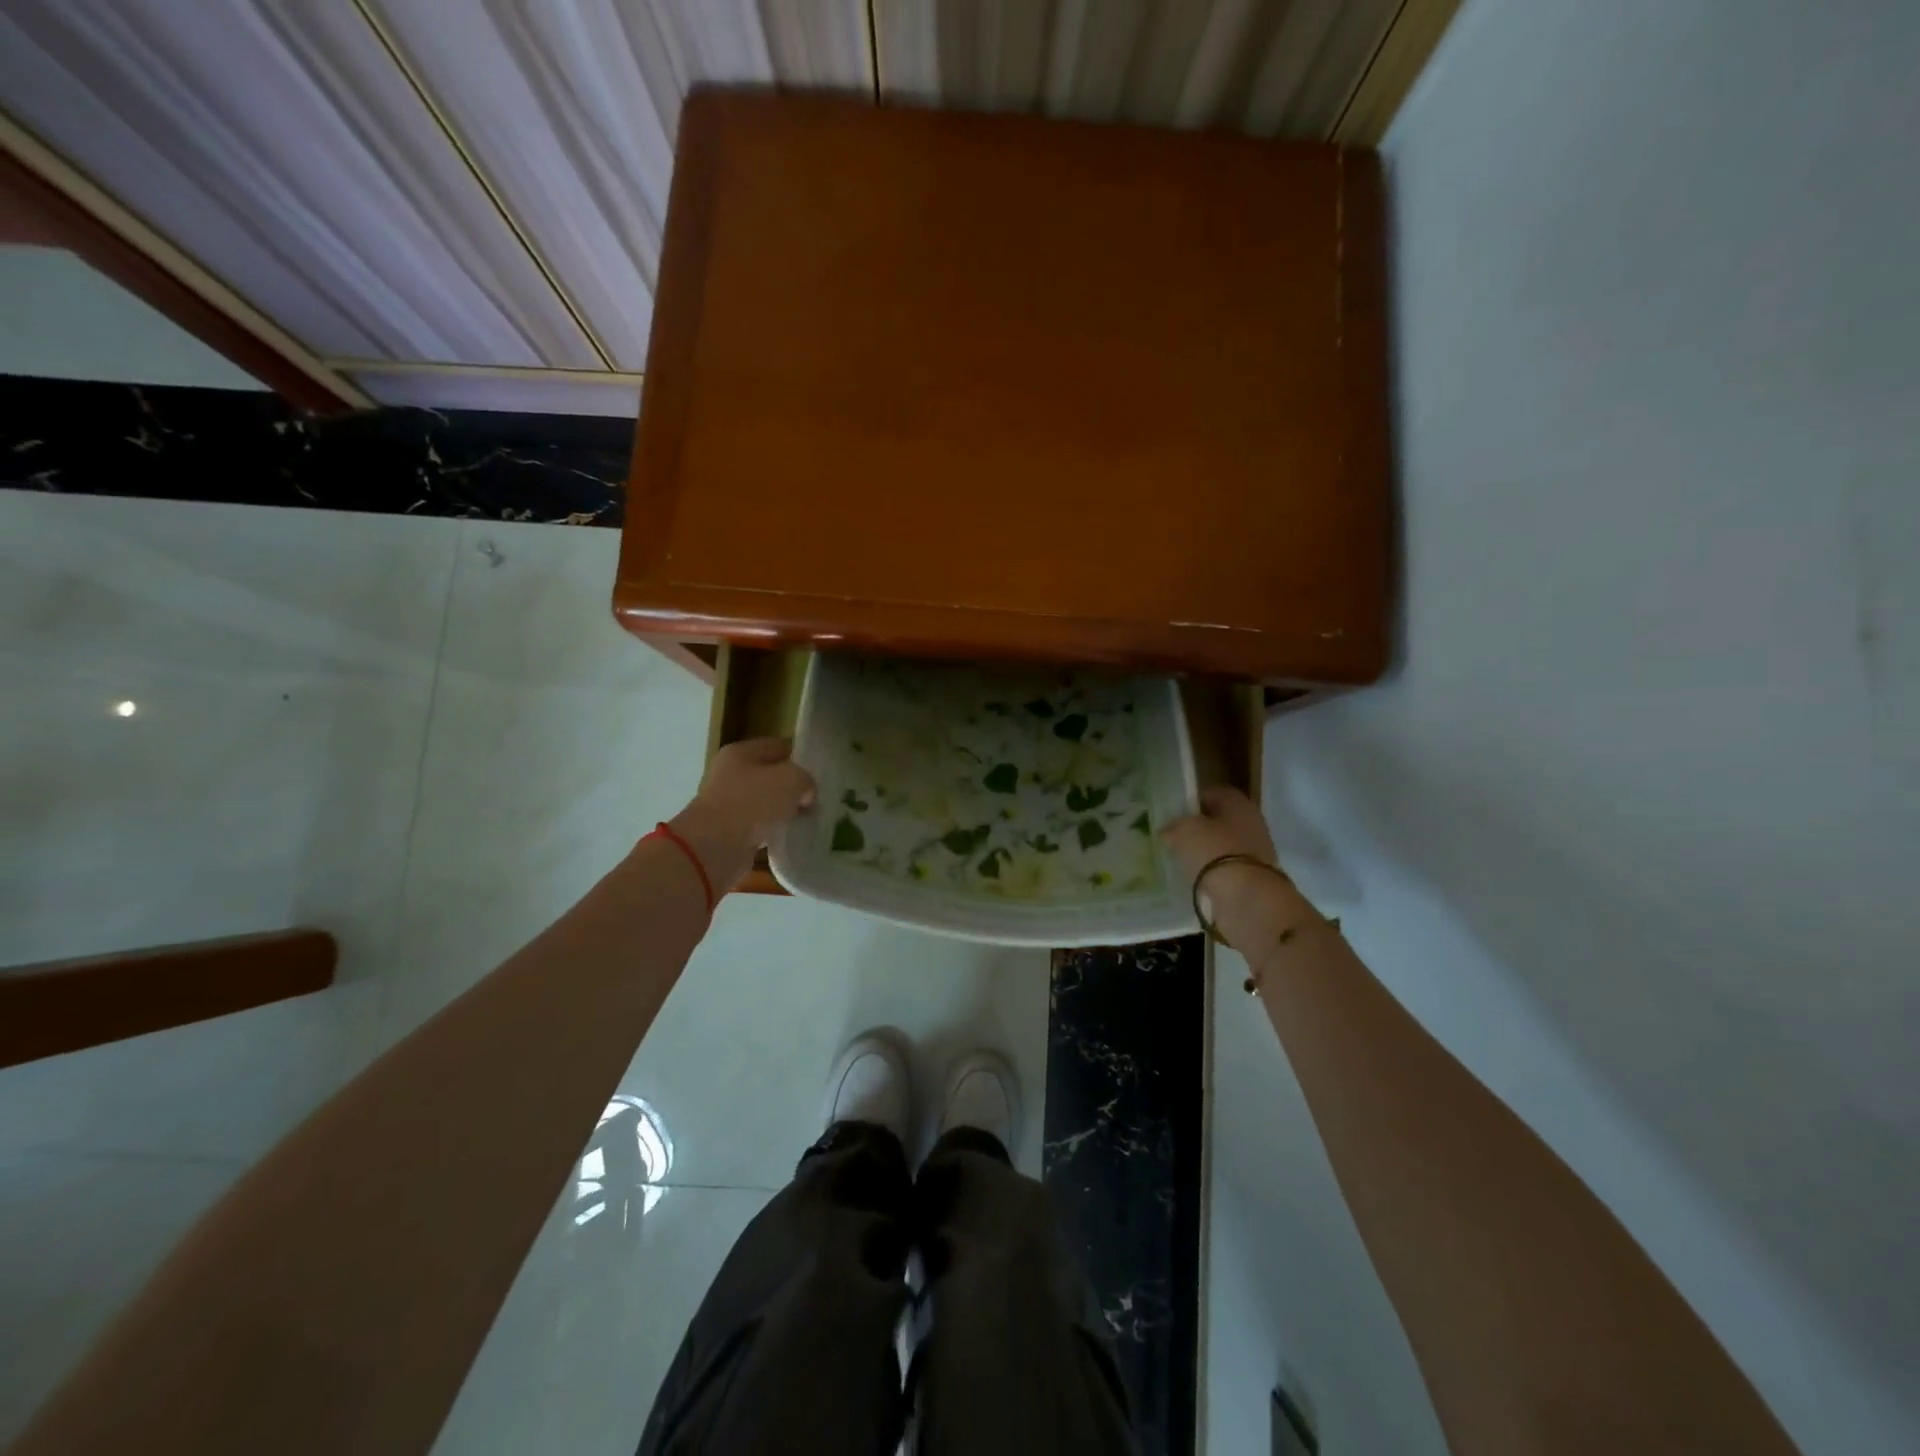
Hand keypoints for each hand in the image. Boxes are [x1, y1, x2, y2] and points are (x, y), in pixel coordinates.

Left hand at [665, 739, 816, 892]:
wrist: (714, 847)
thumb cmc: (752, 803)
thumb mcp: (791, 780)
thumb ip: (805, 780)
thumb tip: (806, 794)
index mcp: (740, 753)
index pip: (777, 747)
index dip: (800, 757)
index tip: (820, 773)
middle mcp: (730, 775)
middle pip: (771, 775)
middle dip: (793, 787)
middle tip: (816, 798)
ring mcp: (728, 804)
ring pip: (767, 802)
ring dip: (785, 811)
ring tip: (808, 818)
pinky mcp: (730, 831)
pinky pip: (760, 826)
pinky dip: (775, 831)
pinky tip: (792, 836)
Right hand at [1162, 786, 1306, 953]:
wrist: (1246, 898)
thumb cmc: (1214, 852)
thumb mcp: (1183, 830)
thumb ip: (1173, 826)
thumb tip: (1169, 831)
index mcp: (1238, 803)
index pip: (1211, 793)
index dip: (1190, 801)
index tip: (1172, 814)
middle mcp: (1251, 823)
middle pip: (1218, 820)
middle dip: (1198, 828)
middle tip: (1173, 838)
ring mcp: (1255, 852)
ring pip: (1222, 845)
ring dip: (1204, 852)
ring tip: (1180, 860)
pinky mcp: (1253, 878)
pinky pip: (1225, 869)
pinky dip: (1211, 873)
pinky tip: (1194, 879)